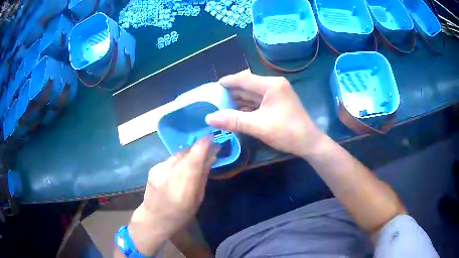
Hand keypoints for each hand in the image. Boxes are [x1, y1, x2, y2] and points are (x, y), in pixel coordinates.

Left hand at [127, 136, 218, 255]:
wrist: (153, 219)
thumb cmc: (180, 215)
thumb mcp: (197, 200)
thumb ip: (202, 177)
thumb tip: (210, 158)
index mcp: (183, 188)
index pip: (193, 160)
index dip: (203, 145)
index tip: (211, 136)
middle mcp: (169, 175)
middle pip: (185, 153)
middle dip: (197, 147)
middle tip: (208, 146)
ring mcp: (158, 171)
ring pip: (177, 154)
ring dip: (188, 152)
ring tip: (195, 155)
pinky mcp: (152, 169)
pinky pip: (169, 159)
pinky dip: (178, 159)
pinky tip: (180, 166)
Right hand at [206, 70, 324, 156]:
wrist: (309, 143)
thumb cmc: (287, 133)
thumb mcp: (258, 126)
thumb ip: (233, 120)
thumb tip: (208, 118)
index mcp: (271, 85)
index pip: (244, 79)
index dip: (227, 82)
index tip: (212, 87)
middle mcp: (274, 85)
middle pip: (247, 86)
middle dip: (231, 92)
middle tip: (213, 99)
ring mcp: (276, 94)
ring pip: (252, 94)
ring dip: (237, 100)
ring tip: (220, 106)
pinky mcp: (276, 103)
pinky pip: (257, 102)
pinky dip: (246, 107)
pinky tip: (235, 113)